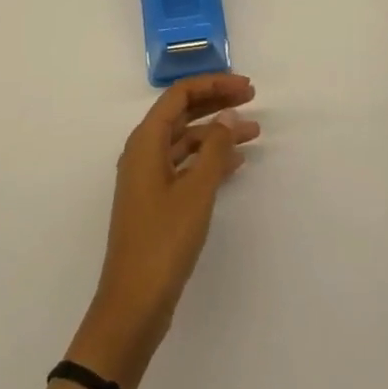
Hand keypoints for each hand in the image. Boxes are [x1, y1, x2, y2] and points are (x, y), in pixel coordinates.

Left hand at [67, 74, 258, 388]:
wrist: (133, 303)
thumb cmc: (163, 241)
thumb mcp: (195, 191)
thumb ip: (215, 149)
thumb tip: (228, 115)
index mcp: (146, 141)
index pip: (180, 95)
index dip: (214, 85)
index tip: (246, 88)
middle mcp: (144, 152)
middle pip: (182, 113)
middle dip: (216, 102)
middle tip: (252, 99)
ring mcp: (149, 177)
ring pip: (186, 140)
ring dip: (217, 132)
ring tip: (254, 132)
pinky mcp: (157, 200)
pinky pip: (186, 165)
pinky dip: (210, 158)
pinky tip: (236, 162)